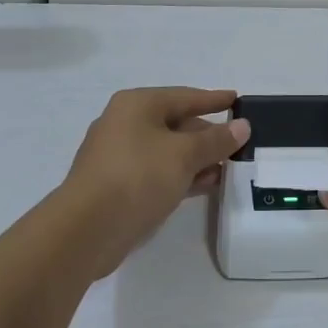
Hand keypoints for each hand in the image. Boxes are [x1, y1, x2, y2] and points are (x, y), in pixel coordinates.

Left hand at [62, 87, 248, 277]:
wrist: (85, 231)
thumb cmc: (137, 176)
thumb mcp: (184, 155)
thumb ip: (215, 140)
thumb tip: (242, 126)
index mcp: (137, 105)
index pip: (184, 96)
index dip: (213, 99)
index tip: (237, 100)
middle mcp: (125, 124)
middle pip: (175, 123)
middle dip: (206, 134)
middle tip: (237, 142)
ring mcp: (118, 157)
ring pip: (166, 151)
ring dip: (196, 159)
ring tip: (227, 167)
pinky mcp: (116, 187)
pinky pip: (156, 172)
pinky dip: (180, 176)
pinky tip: (204, 185)